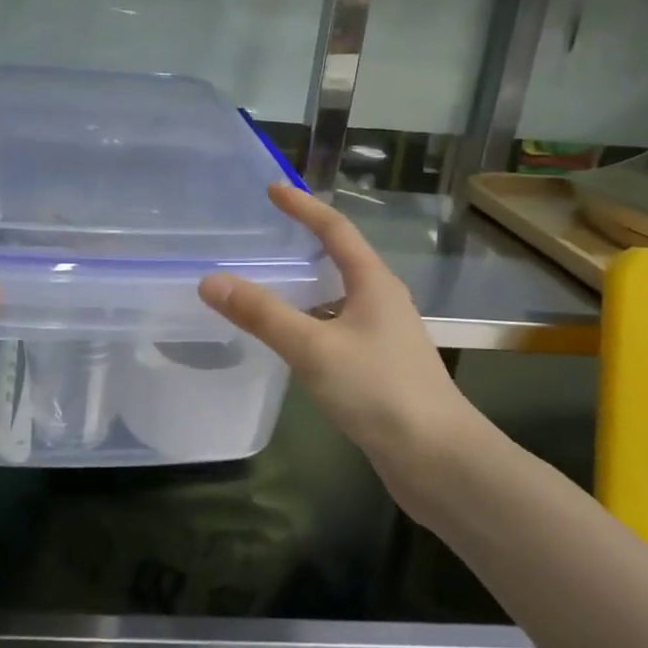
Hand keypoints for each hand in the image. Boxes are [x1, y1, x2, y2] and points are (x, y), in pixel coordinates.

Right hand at [199, 184, 498, 515]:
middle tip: (266, 234)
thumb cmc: (378, 390)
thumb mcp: (313, 347)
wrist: (436, 458)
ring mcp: (385, 336)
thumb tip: (210, 281)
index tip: (272, 189)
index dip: (303, 206)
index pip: (335, 230)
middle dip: (305, 242)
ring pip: (338, 297)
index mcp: (373, 283)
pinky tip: (290, 340)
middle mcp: (382, 301)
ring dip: (306, 286)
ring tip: (268, 283)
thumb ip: (262, 314)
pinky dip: (310, 321)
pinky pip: (338, 328)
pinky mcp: (380, 367)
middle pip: (340, 259)